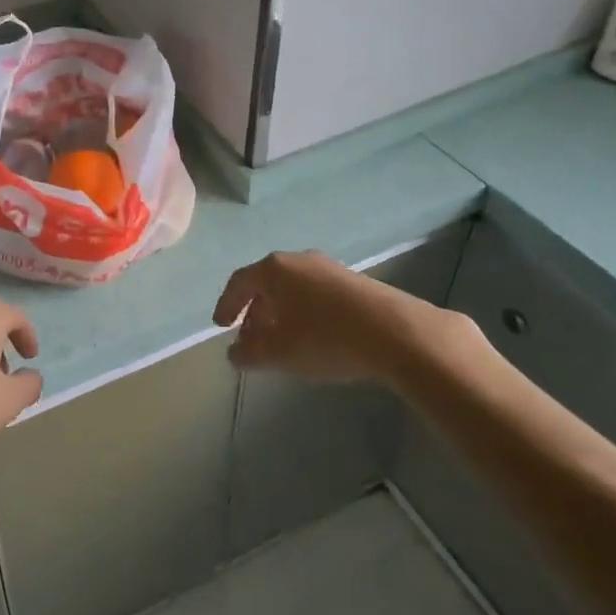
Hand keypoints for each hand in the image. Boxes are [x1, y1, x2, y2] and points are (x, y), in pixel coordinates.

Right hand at [215, 250, 479, 384]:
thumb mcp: (279, 353)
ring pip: (293, 288)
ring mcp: (328, 268)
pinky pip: (315, 293)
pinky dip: (304, 311)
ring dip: (280, 312)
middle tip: (250, 337)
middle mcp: (298, 260)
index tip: (220, 326)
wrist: (395, 332)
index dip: (226, 304)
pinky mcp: (354, 281)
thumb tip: (235, 352)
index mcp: (274, 270)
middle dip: (254, 311)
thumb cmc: (325, 338)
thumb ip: (250, 353)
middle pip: (266, 283)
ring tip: (281, 339)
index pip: (239, 282)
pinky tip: (313, 335)